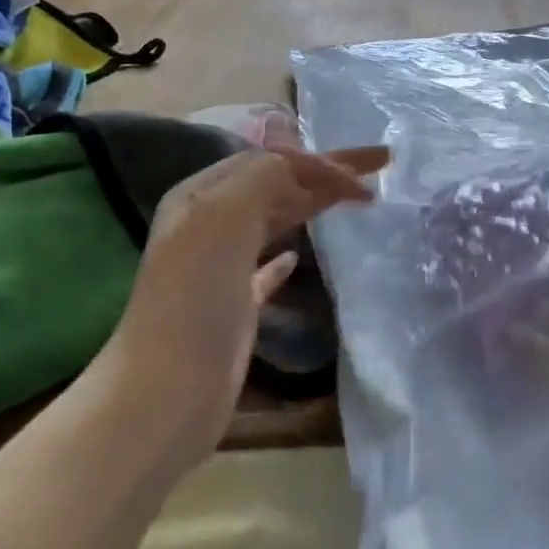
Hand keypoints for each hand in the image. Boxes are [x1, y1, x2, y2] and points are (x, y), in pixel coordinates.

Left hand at [109, 145, 387, 463]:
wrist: (169, 388)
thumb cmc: (194, 297)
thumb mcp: (223, 217)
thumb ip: (265, 178)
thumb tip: (308, 165)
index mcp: (202, 195)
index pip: (271, 160)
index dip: (319, 160)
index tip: (365, 175)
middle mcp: (210, 223)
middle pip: (279, 184)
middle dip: (327, 172)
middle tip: (379, 165)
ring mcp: (222, 265)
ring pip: (277, 219)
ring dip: (315, 204)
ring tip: (357, 199)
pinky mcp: (236, 305)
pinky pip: (266, 268)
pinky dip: (287, 256)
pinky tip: (299, 257)